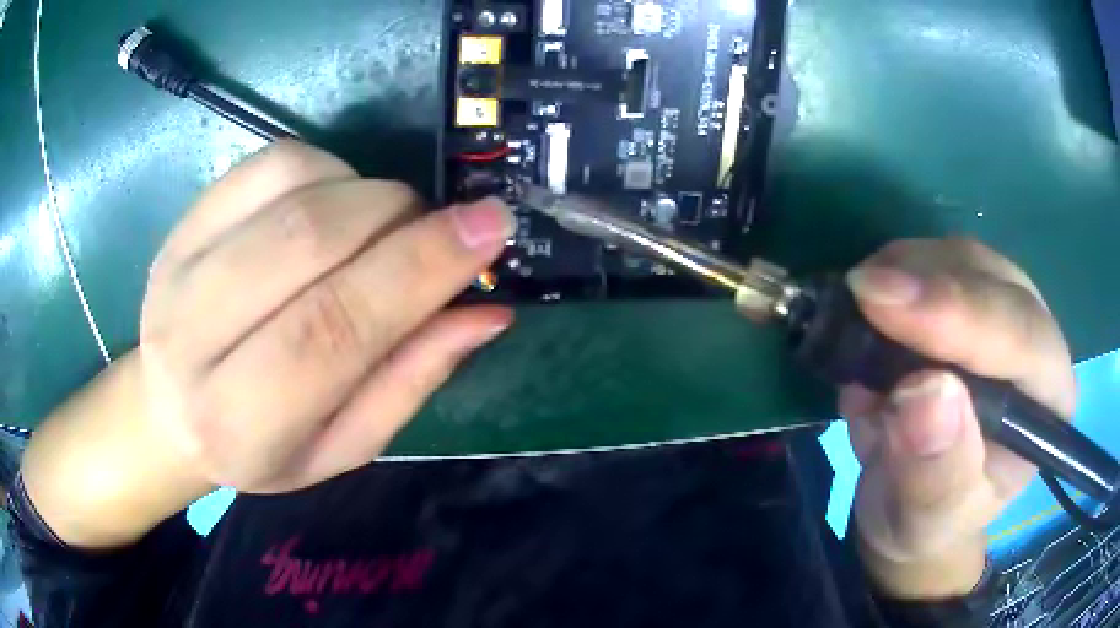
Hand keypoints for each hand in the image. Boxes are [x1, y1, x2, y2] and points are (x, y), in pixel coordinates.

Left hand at [22, 141, 514, 546]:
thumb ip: (410, 380)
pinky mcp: (184, 220)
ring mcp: (179, 264)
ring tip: (380, 228)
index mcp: (237, 419)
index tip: (489, 228)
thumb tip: (485, 311)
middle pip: (308, 238)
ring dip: (364, 191)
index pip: (332, 327)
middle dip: (397, 217)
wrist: (168, 412)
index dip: (417, 268)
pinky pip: (270, 161)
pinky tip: (334, 204)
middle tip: (438, 229)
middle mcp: (193, 335)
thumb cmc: (259, 448)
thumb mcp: (342, 446)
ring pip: (291, 183)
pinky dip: (328, 168)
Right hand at [839, 238, 1075, 599]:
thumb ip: (935, 471)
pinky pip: (931, 261)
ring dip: (905, 274)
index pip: (1020, 335)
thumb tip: (924, 393)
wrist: (912, 505)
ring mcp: (1002, 310)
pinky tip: (870, 321)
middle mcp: (1035, 341)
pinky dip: (894, 277)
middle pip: (992, 279)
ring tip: (862, 326)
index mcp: (1048, 400)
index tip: (885, 302)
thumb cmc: (929, 520)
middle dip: (927, 282)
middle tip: (860, 295)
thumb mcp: (927, 519)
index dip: (959, 312)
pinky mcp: (967, 296)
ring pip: (960, 257)